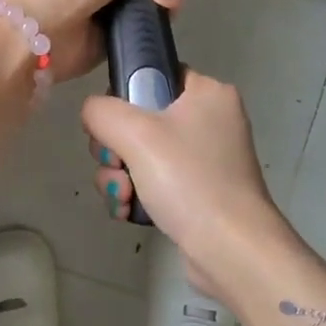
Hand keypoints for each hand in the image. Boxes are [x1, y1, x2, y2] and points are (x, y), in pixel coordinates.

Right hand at [81, 70, 298, 299]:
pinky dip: (137, 195)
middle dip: (116, 150)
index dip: (124, 98)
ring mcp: (206, 160)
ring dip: (120, 177)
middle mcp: (211, 121)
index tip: (113, 127)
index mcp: (208, 93)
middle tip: (117, 168)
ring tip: (124, 197)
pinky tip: (129, 212)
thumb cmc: (189, 180)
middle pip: (140, 120)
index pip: (154, 75)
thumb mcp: (135, 134)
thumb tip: (94, 114)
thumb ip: (101, 111)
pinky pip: (154, 182)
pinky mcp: (199, 193)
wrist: (231, 251)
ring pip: (140, 155)